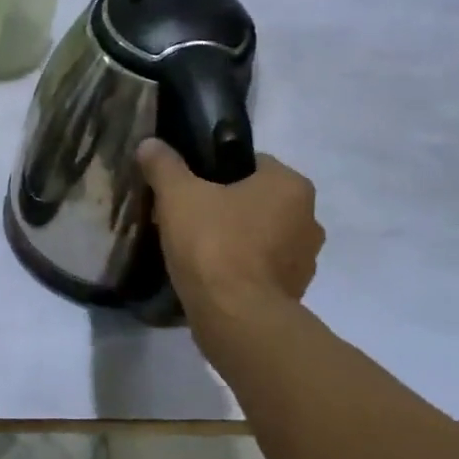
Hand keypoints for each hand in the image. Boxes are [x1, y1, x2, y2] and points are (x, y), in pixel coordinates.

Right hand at [137, 140, 322, 324]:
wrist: (236, 316)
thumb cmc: (213, 243)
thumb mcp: (177, 196)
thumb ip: (164, 165)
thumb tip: (150, 143)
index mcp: (290, 185)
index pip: (251, 163)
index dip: (215, 170)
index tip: (188, 187)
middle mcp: (309, 218)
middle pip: (257, 200)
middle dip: (226, 206)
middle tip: (186, 217)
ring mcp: (305, 259)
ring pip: (261, 235)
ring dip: (236, 238)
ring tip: (195, 249)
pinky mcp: (294, 292)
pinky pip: (261, 268)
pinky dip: (240, 268)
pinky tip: (210, 274)